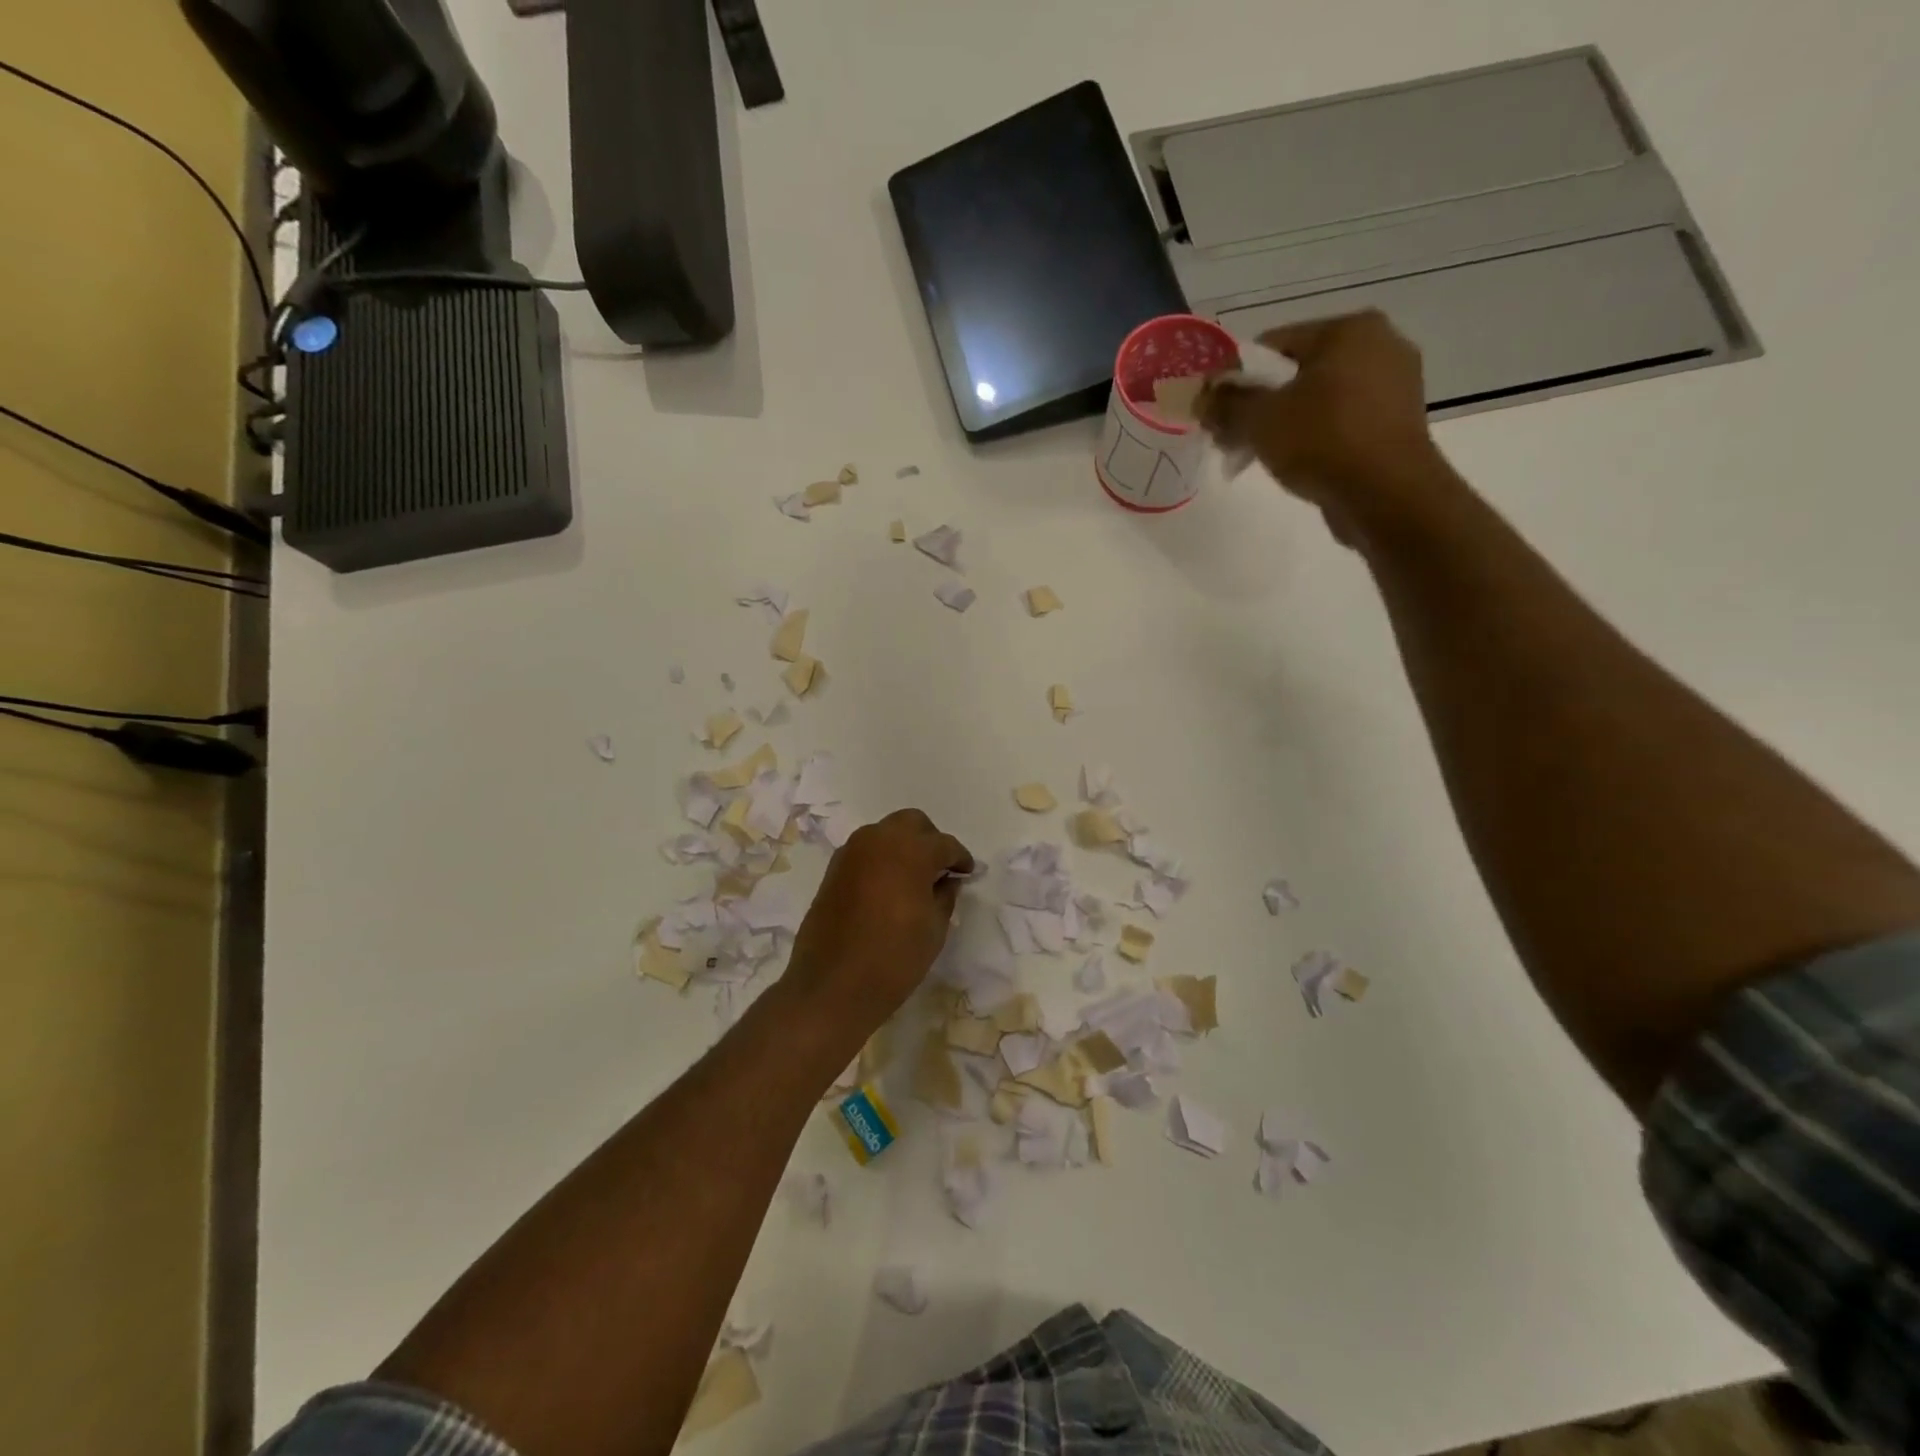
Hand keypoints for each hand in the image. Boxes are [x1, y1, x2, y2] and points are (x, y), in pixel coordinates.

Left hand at [782, 809, 973, 1036]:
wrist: (832, 985)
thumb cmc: (894, 958)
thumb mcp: (934, 929)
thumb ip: (945, 895)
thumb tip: (946, 880)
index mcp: (910, 851)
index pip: (944, 845)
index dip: (960, 859)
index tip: (967, 873)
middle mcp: (879, 840)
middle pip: (912, 823)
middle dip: (930, 840)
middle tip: (940, 868)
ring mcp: (852, 852)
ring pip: (885, 833)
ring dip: (903, 846)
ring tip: (914, 877)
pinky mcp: (834, 869)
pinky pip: (865, 850)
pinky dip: (881, 858)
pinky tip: (888, 886)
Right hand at [1199, 310, 1460, 545]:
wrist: (1386, 495)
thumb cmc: (1322, 442)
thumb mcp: (1259, 420)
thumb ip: (1226, 404)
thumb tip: (1203, 396)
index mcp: (1349, 329)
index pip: (1274, 344)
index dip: (1236, 379)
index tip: (1216, 412)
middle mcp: (1380, 344)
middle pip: (1298, 372)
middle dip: (1261, 404)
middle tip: (1234, 438)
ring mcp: (1396, 384)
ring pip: (1320, 399)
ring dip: (1287, 423)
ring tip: (1262, 455)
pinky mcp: (1398, 422)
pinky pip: (1343, 421)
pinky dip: (1317, 437)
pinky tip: (1299, 463)